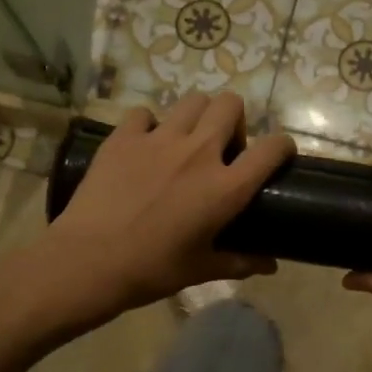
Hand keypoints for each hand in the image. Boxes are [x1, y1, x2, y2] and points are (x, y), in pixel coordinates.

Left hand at [44, 93, 294, 318]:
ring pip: (192, 101)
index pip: (272, 148)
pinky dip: (149, 125)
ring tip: (186, 141)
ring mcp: (159, 139)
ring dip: (197, 117)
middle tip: (222, 147)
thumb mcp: (201, 269)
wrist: (89, 262)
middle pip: (231, 105)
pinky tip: (144, 146)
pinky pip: (144, 114)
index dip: (282, 145)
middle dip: (234, 120)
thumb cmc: (152, 270)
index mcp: (226, 187)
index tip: (277, 154)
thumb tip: (271, 264)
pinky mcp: (124, 137)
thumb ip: (240, 262)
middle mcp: (199, 152)